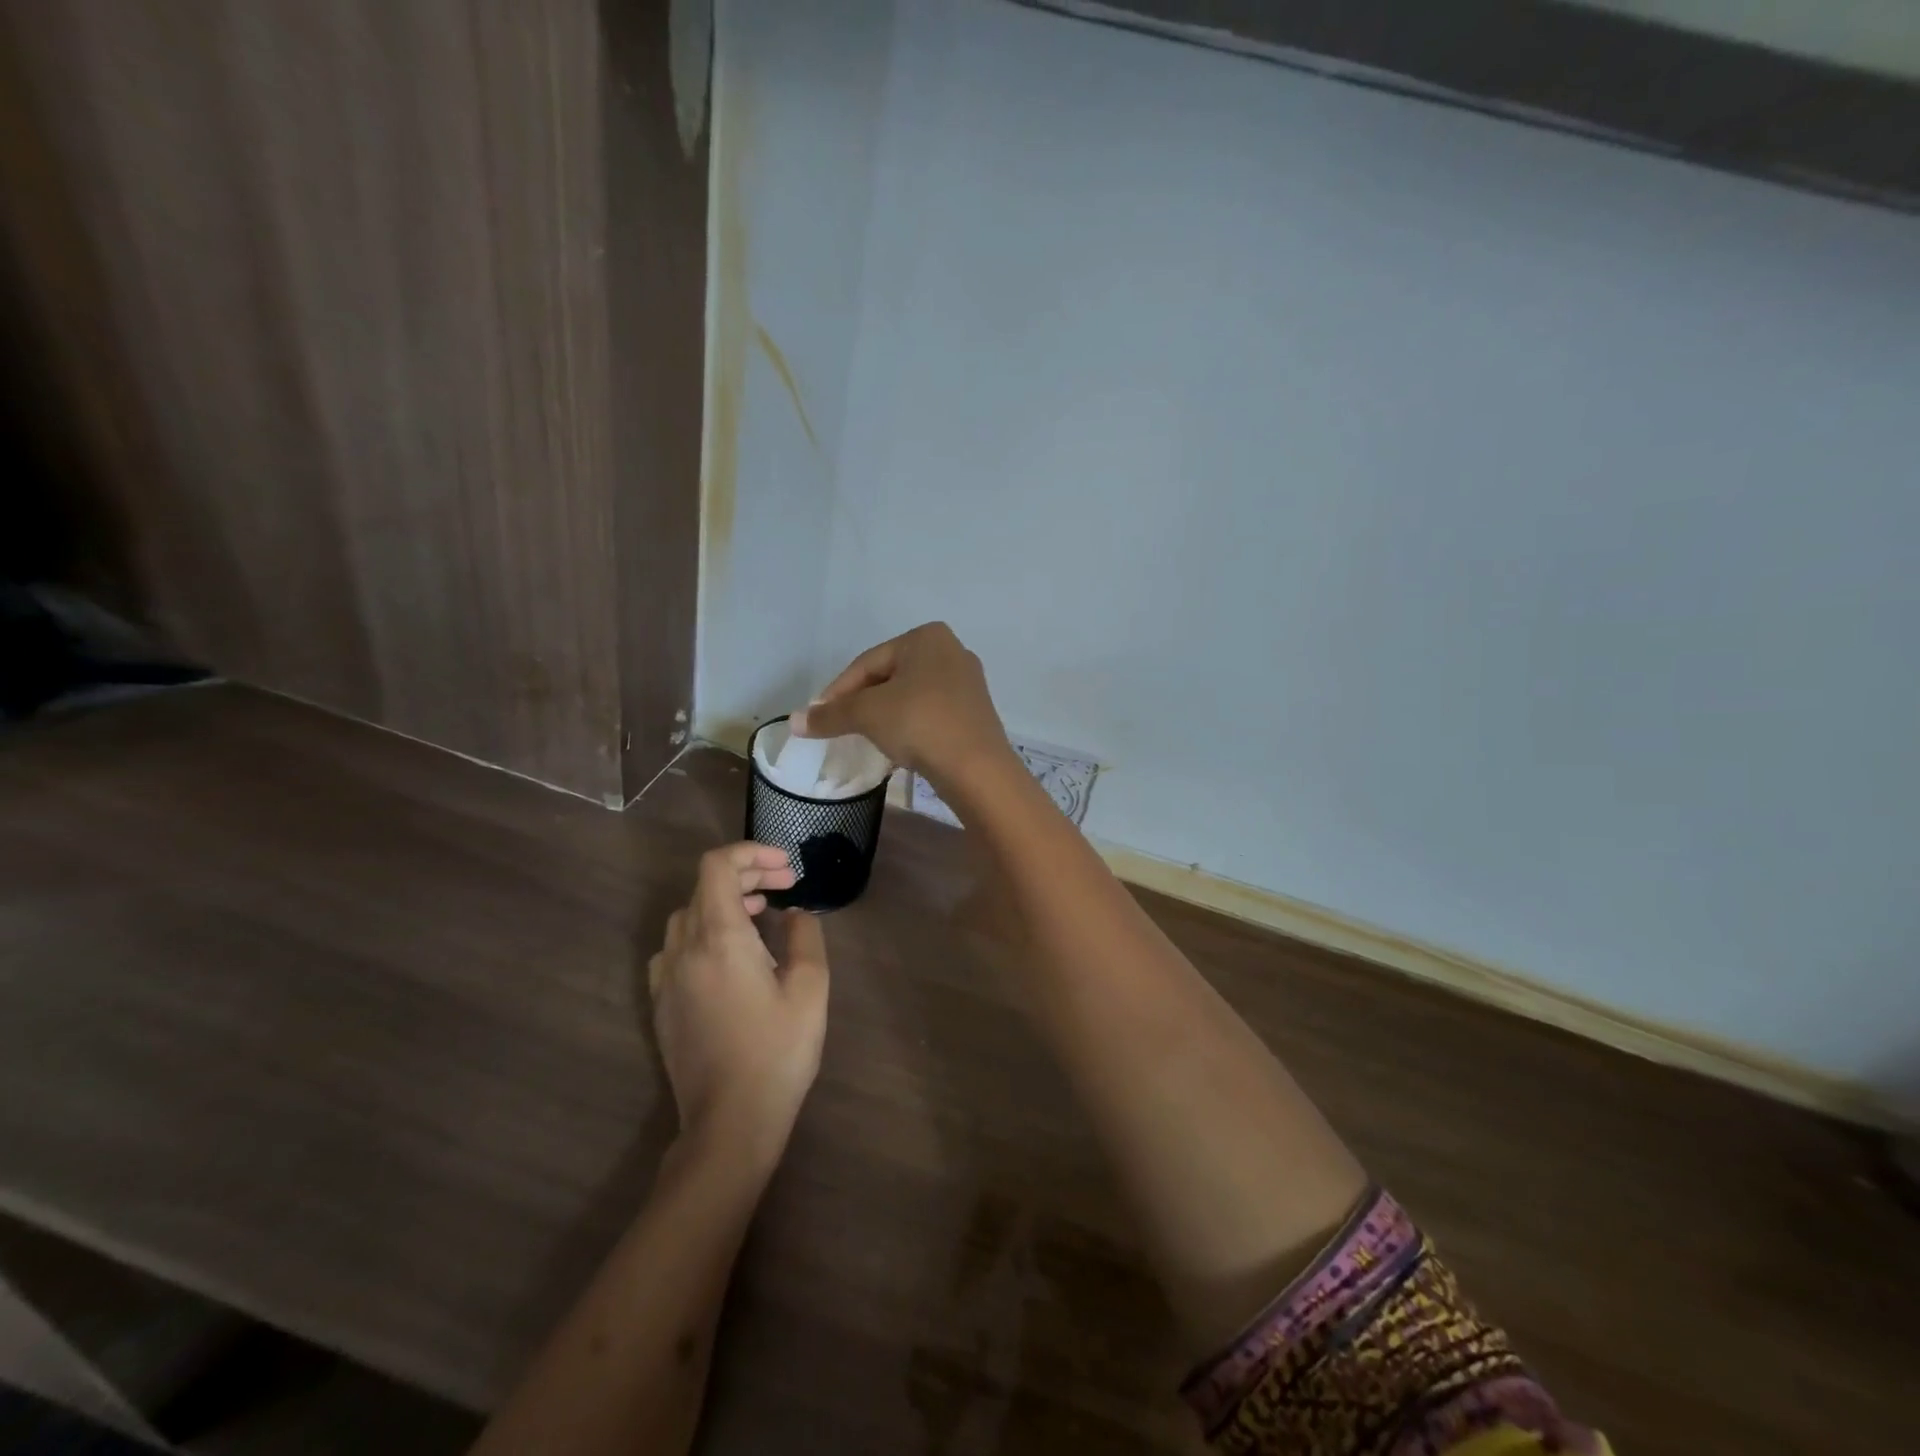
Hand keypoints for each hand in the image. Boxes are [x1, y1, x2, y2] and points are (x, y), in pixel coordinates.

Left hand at [647, 845, 829, 1155]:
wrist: (730, 1123)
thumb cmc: (778, 1052)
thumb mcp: (810, 989)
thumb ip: (805, 936)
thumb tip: (794, 913)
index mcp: (720, 937)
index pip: (718, 866)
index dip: (752, 853)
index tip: (787, 869)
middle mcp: (685, 948)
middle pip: (705, 886)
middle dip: (747, 875)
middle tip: (785, 887)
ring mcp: (667, 977)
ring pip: (688, 914)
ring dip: (724, 902)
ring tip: (761, 916)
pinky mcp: (662, 1003)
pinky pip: (676, 947)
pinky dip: (703, 932)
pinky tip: (728, 956)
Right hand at [794, 622, 1012, 789]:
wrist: (976, 768)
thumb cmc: (920, 724)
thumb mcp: (868, 715)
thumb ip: (830, 715)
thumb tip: (795, 721)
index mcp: (926, 637)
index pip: (868, 662)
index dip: (838, 690)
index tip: (819, 716)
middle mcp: (951, 651)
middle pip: (889, 677)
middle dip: (862, 702)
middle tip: (839, 726)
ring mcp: (967, 682)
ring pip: (910, 696)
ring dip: (884, 715)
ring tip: (864, 737)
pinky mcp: (974, 712)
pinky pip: (930, 713)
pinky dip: (908, 725)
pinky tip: (897, 746)